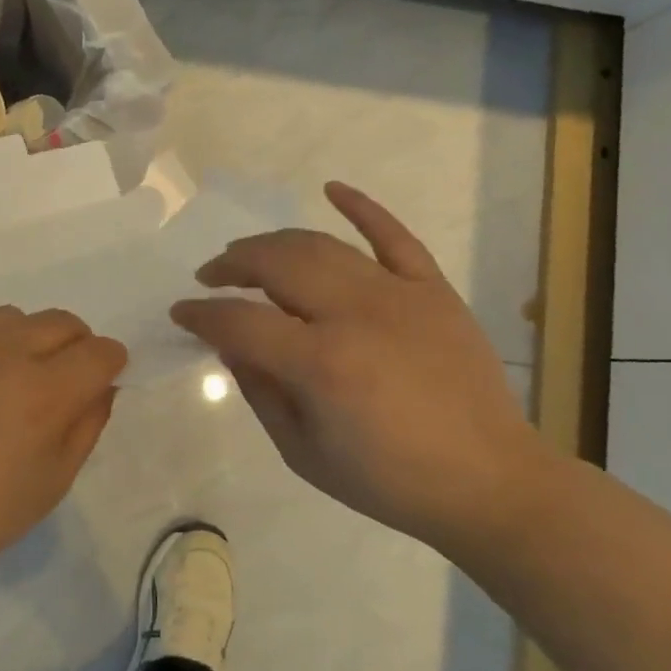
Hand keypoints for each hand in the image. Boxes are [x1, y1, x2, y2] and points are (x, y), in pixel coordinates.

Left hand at [0, 307, 127, 579]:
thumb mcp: (56, 479)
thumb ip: (88, 424)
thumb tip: (102, 386)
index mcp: (44, 391)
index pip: (99, 351)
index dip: (109, 362)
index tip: (101, 376)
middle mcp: (3, 352)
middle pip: (59, 321)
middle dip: (73, 344)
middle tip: (58, 375)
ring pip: (9, 317)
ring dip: (22, 339)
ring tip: (3, 376)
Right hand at [171, 183, 548, 550]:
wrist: (488, 482)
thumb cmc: (387, 480)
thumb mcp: (303, 452)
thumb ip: (260, 391)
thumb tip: (231, 345)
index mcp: (321, 364)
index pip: (241, 321)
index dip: (202, 314)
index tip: (182, 313)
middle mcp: (355, 315)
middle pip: (276, 264)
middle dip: (232, 265)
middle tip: (211, 276)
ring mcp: (398, 295)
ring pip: (322, 245)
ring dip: (275, 242)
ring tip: (249, 253)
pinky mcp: (433, 290)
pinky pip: (395, 236)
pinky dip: (362, 207)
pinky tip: (331, 189)